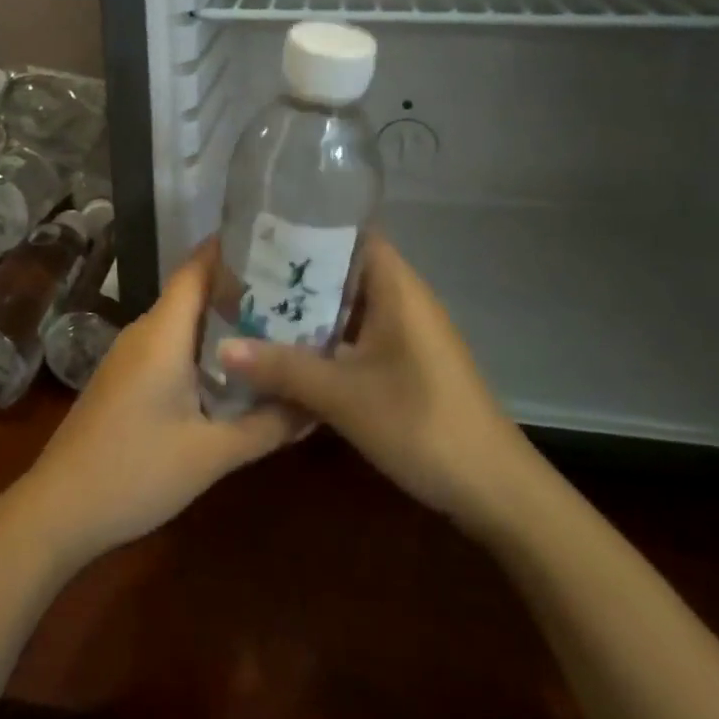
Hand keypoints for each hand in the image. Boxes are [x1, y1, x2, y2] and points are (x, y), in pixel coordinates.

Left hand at [8, 242, 299, 568]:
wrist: (58, 511)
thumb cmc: (135, 472)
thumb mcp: (211, 454)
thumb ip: (266, 426)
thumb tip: (316, 404)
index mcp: (162, 332)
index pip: (197, 268)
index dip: (232, 248)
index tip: (276, 241)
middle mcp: (144, 332)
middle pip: (194, 293)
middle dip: (241, 289)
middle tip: (294, 292)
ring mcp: (130, 356)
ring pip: (183, 323)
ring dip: (223, 323)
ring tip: (276, 328)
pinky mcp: (125, 379)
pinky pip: (170, 347)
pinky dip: (204, 349)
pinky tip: (233, 372)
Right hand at [216, 233, 534, 526]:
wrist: (496, 490)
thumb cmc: (422, 423)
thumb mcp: (344, 396)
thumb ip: (282, 368)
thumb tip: (222, 347)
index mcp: (396, 287)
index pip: (350, 233)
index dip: (307, 228)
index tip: (259, 234)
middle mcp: (403, 299)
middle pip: (343, 270)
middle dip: (296, 275)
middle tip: (242, 277)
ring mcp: (407, 333)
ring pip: (348, 307)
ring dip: (308, 312)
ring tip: (253, 311)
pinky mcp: (407, 363)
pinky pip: (358, 336)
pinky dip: (326, 340)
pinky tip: (289, 356)